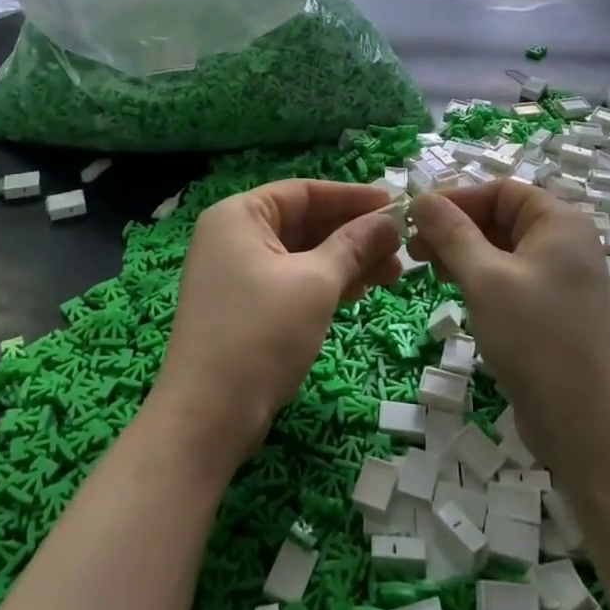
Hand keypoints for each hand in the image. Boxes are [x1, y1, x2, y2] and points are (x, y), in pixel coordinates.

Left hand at [153, 180, 402, 464]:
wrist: (208, 417)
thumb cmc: (262, 334)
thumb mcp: (316, 283)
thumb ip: (354, 245)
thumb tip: (390, 219)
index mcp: (239, 216)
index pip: (305, 192)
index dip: (352, 197)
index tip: (395, 204)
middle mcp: (233, 236)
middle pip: (304, 222)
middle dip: (354, 234)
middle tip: (401, 246)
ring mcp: (236, 273)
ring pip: (302, 254)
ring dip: (346, 261)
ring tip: (394, 273)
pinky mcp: (245, 306)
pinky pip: (292, 280)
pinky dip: (325, 283)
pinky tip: (361, 291)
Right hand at [410, 183, 609, 470]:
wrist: (589, 425)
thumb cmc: (537, 338)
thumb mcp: (486, 279)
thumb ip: (452, 234)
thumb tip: (421, 198)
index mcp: (558, 222)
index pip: (500, 191)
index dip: (456, 199)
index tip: (414, 219)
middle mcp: (563, 243)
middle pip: (500, 218)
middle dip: (454, 228)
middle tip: (413, 250)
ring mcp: (559, 280)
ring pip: (500, 251)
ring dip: (462, 254)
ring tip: (427, 270)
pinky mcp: (551, 312)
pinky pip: (508, 280)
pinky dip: (478, 279)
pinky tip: (455, 292)